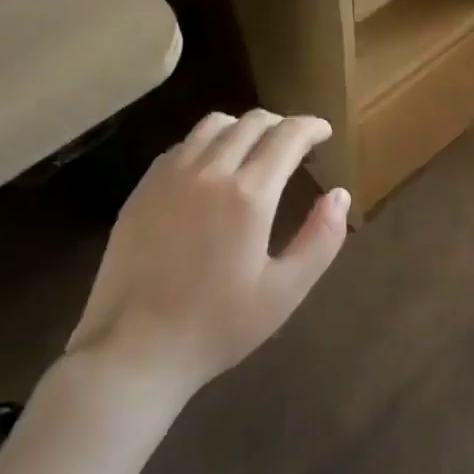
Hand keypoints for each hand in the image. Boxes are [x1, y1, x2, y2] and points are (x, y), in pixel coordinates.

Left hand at [66, 110, 348, 400]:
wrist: (133, 350)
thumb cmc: (216, 325)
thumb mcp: (284, 292)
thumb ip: (321, 239)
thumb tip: (340, 194)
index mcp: (249, 195)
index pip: (287, 136)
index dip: (310, 127)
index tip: (323, 131)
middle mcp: (209, 171)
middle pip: (252, 122)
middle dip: (281, 124)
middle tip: (295, 142)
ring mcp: (170, 176)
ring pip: (213, 125)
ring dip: (243, 127)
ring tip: (255, 147)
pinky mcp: (143, 188)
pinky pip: (183, 145)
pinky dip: (208, 142)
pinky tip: (212, 167)